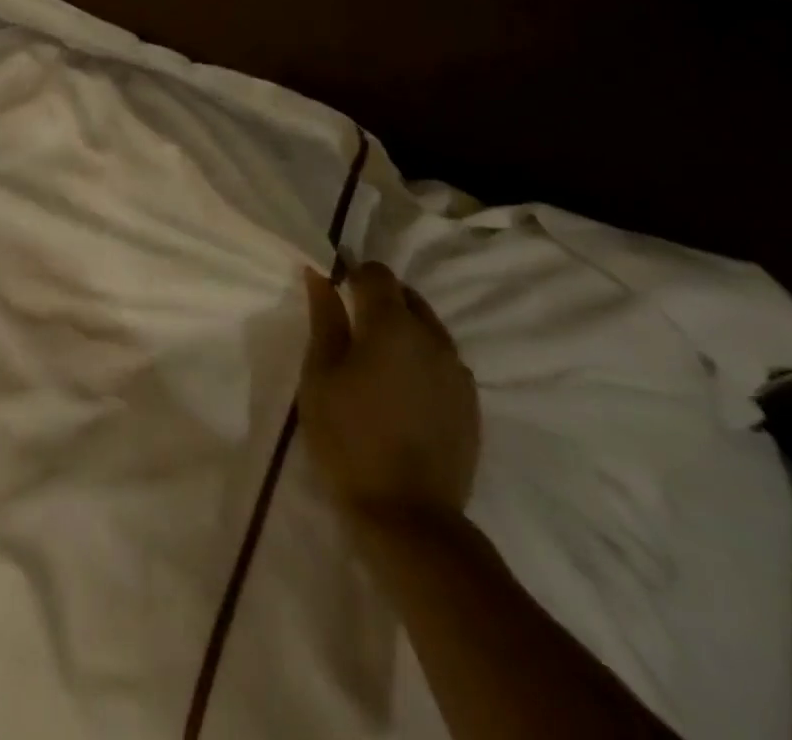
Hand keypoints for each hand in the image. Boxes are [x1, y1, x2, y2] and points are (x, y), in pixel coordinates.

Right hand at [299, 262, 479, 524]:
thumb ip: (325, 319)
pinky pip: (444, 362)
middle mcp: (433, 338)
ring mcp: (458, 372)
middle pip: (407, 296)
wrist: (409, 518)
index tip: (336, 293)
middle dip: (380, 300)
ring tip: (378, 363)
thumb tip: (321, 275)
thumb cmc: (349, 438)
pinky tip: (403, 392)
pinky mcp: (471, 404)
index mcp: (393, 325)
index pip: (377, 273)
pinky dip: (423, 361)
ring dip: (404, 331)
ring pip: (429, 329)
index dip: (354, 275)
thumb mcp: (320, 375)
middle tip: (352, 329)